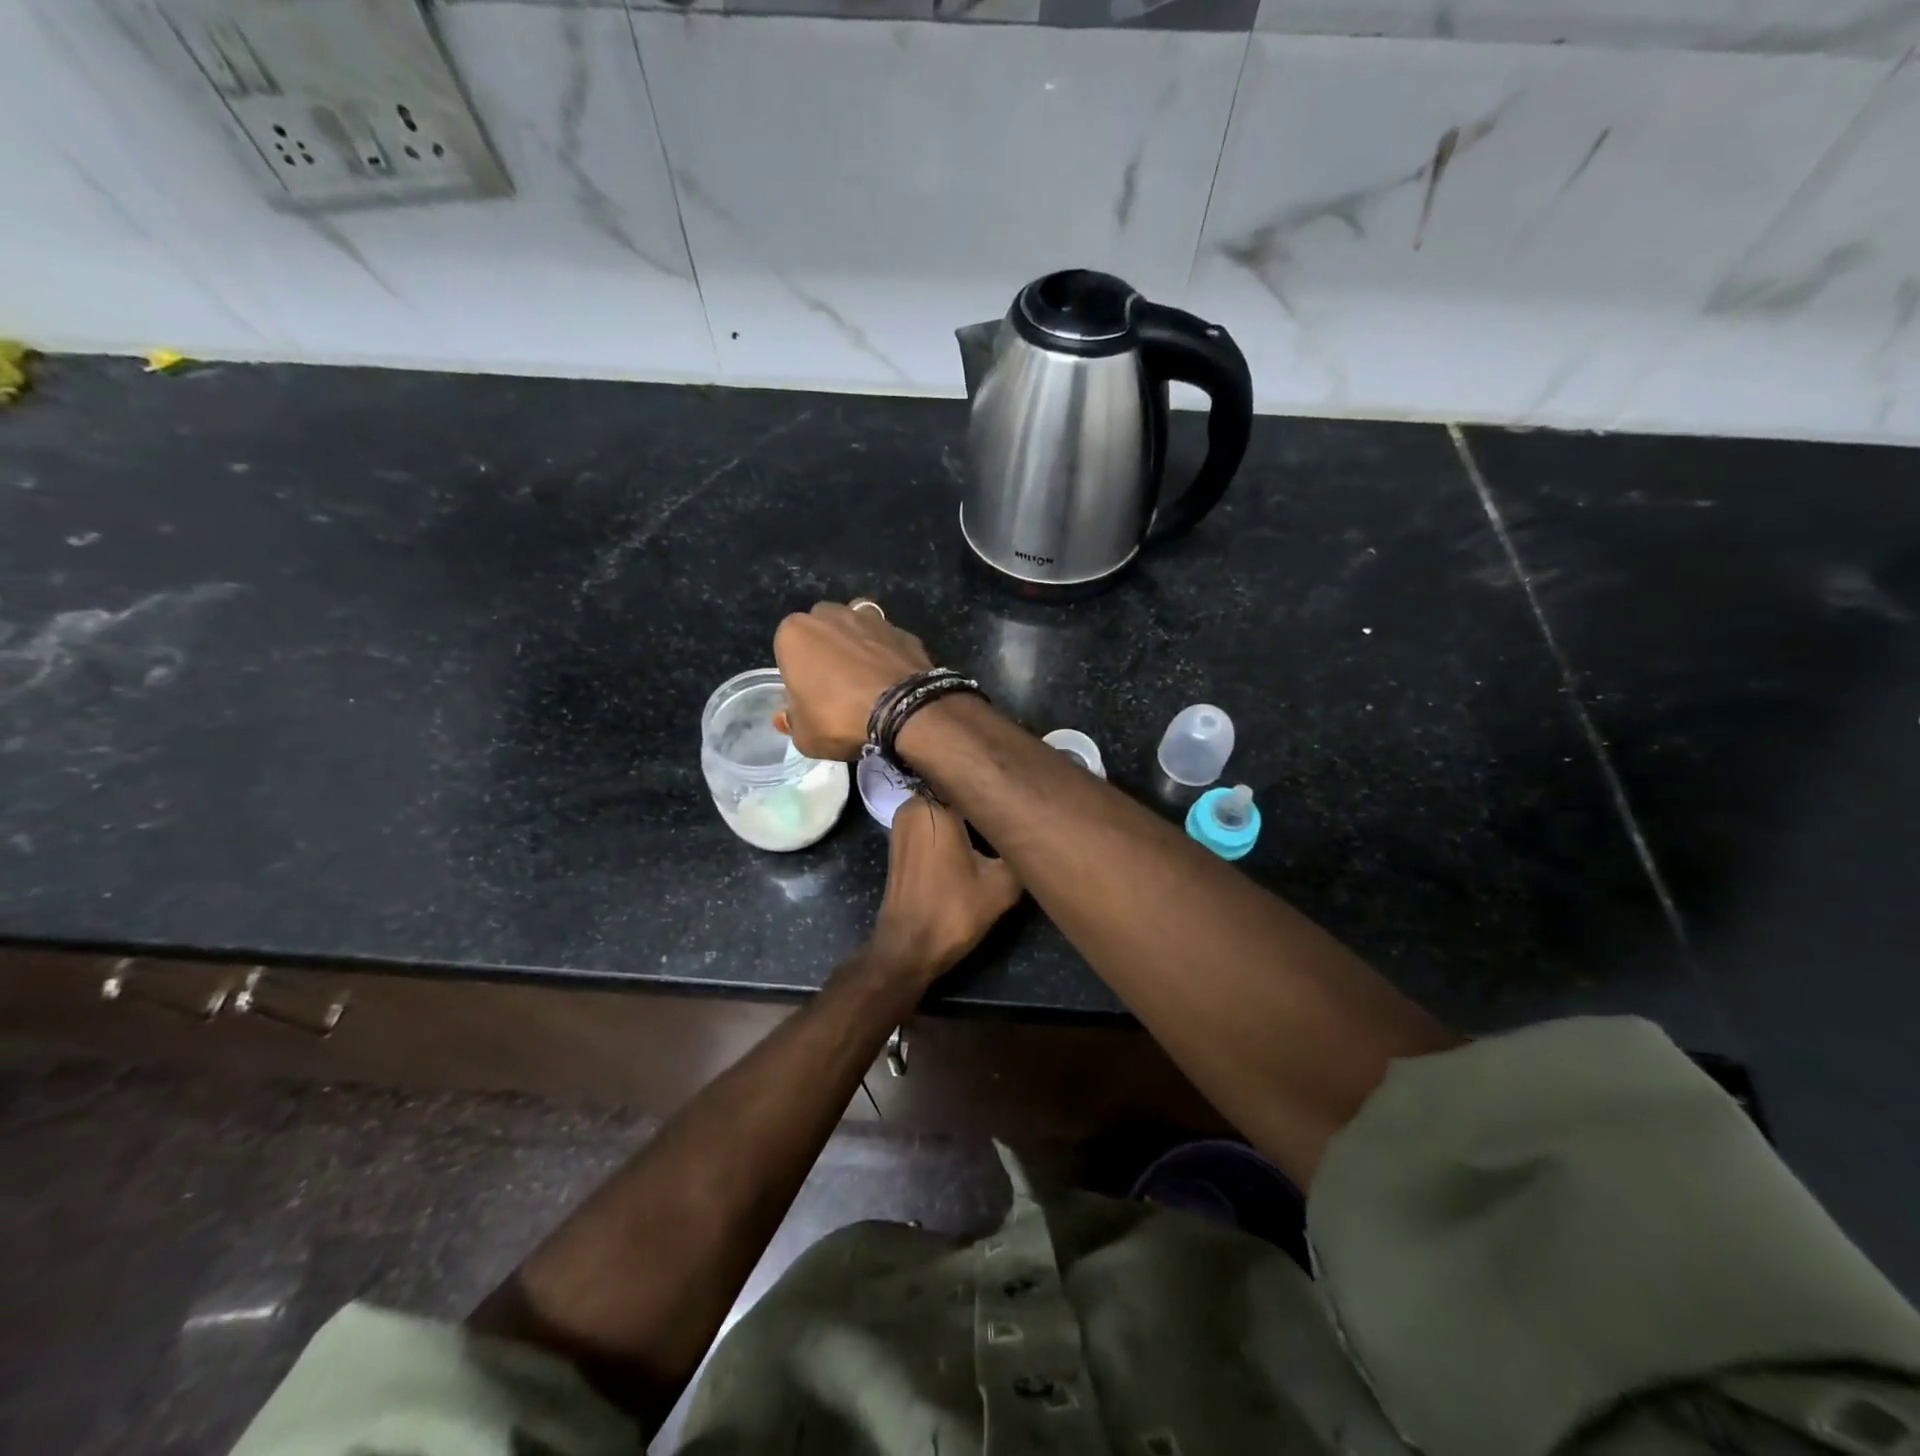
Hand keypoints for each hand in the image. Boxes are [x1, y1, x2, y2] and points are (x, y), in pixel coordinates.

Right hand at [773, 602, 931, 760]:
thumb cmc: (840, 719)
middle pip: (822, 629)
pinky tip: (892, 678)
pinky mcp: (903, 630)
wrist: (904, 712)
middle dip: (826, 649)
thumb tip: (785, 717)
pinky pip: (887, 641)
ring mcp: (871, 618)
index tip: (809, 697)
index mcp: (795, 633)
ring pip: (856, 626)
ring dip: (857, 643)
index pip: (787, 650)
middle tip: (836, 685)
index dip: (798, 674)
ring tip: (866, 677)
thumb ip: (792, 722)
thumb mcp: (805, 735)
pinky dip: (887, 653)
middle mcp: (831, 615)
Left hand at [868, 796, 1021, 986]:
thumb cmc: (953, 911)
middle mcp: (913, 805)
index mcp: (934, 805)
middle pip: (955, 787)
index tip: (1021, 785)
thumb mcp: (1001, 884)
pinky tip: (978, 839)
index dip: (996, 780)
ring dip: (969, 812)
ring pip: (944, 804)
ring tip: (1002, 819)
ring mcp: (903, 823)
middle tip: (1016, 803)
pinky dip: (954, 826)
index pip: (969, 774)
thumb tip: (1036, 833)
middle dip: (983, 796)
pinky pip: (933, 821)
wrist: (908, 948)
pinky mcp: (901, 841)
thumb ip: (1018, 851)